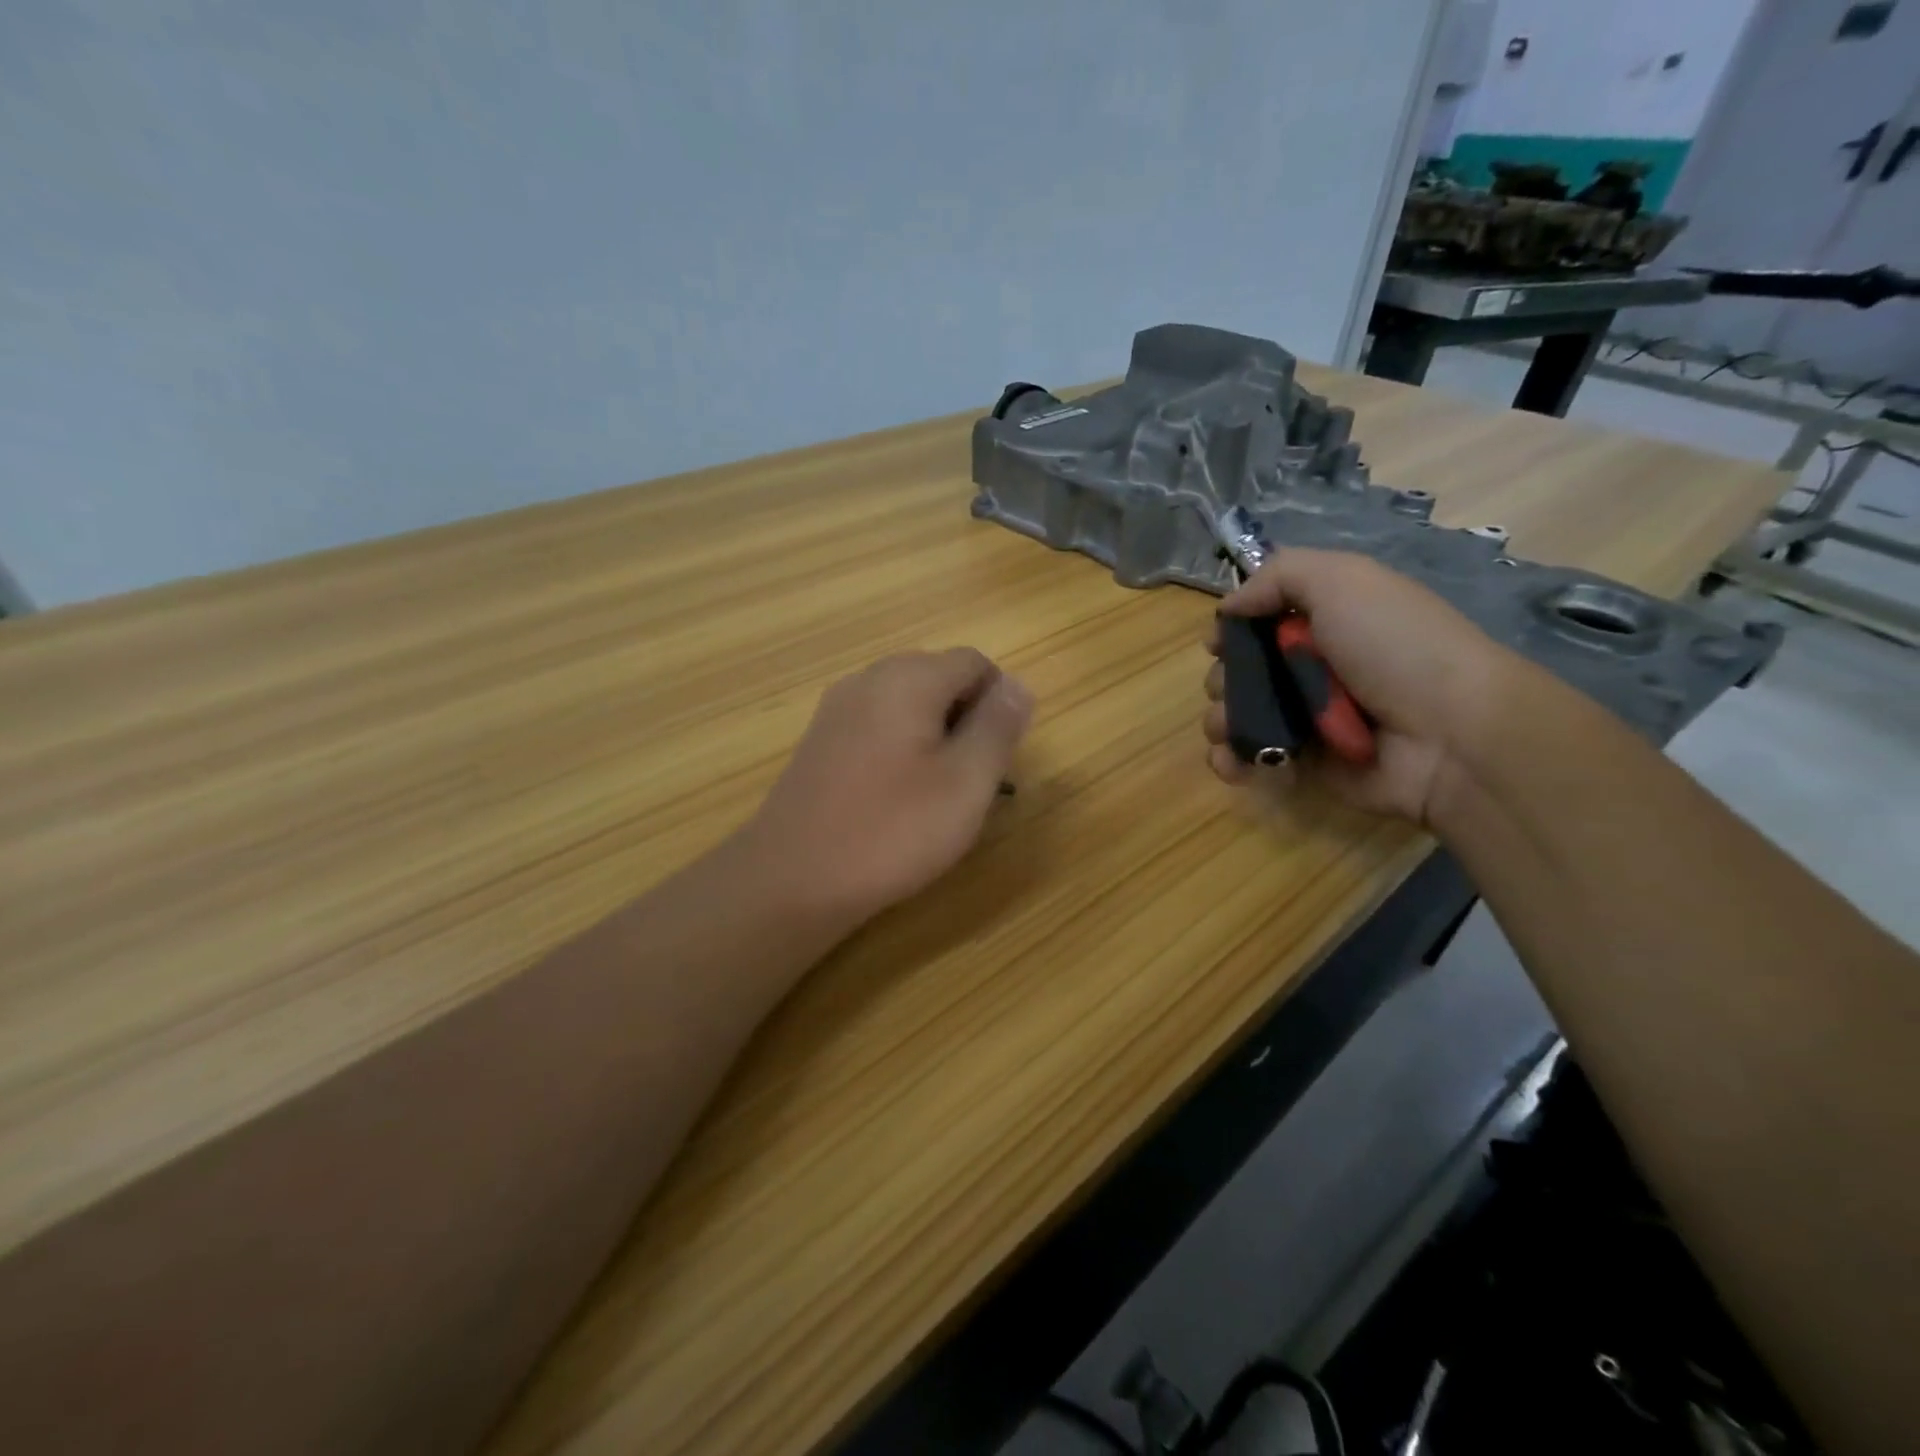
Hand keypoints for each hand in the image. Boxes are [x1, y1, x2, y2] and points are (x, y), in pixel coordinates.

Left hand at [743, 648, 1032, 922]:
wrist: (793, 879)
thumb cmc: (891, 830)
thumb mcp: (965, 782)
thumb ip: (998, 727)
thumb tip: (1018, 685)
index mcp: (908, 678)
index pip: (974, 663)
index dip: (998, 704)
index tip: (996, 758)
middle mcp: (868, 680)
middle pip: (939, 678)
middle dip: (966, 719)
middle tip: (969, 780)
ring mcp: (837, 709)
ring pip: (907, 705)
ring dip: (934, 737)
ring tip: (935, 794)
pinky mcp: (820, 741)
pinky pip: (876, 727)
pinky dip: (900, 749)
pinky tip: (895, 799)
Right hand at [1202, 549, 1516, 823]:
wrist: (1452, 734)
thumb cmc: (1396, 646)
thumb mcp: (1344, 581)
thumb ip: (1279, 576)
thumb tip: (1229, 606)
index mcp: (1324, 621)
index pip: (1260, 620)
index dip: (1234, 628)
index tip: (1220, 640)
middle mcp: (1312, 668)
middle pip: (1241, 670)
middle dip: (1222, 678)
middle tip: (1230, 687)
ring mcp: (1307, 718)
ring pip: (1239, 715)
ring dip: (1221, 721)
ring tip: (1229, 730)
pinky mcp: (1303, 763)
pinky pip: (1251, 759)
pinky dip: (1231, 761)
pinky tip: (1233, 763)